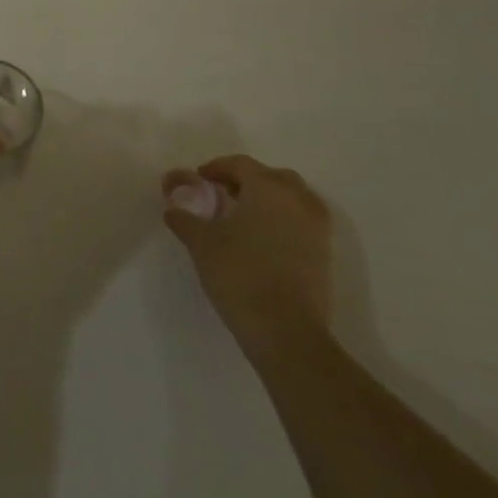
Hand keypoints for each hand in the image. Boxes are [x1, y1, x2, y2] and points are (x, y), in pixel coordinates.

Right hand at [162, 155, 332, 356]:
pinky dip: (284, 221)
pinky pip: (302, 223)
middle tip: (224, 194)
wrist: (287, 333)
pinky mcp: (325, 255)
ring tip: (245, 217)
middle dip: (247, 181)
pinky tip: (263, 241)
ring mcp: (317, 229)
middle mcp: (297, 200)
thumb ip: (184, 218)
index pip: (241, 165)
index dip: (217, 168)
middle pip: (272, 177)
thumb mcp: (201, 243)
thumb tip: (172, 208)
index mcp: (268, 188)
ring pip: (293, 199)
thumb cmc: (240, 275)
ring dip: (269, 200)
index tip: (200, 180)